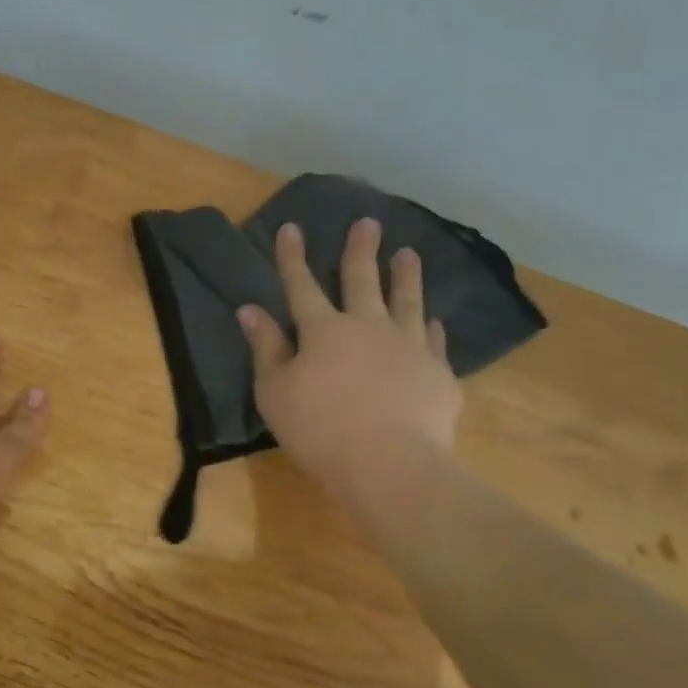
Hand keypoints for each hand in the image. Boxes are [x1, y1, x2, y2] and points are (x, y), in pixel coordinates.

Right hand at [237, 219, 461, 487]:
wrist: (389, 465)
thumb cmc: (319, 429)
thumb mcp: (274, 392)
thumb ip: (266, 348)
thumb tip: (250, 310)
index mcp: (323, 331)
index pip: (301, 285)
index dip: (292, 257)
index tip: (291, 228)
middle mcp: (367, 327)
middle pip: (362, 280)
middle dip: (360, 249)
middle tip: (368, 223)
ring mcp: (407, 347)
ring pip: (406, 301)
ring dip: (406, 276)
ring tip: (409, 254)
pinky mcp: (437, 374)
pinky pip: (433, 341)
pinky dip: (431, 328)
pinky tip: (433, 321)